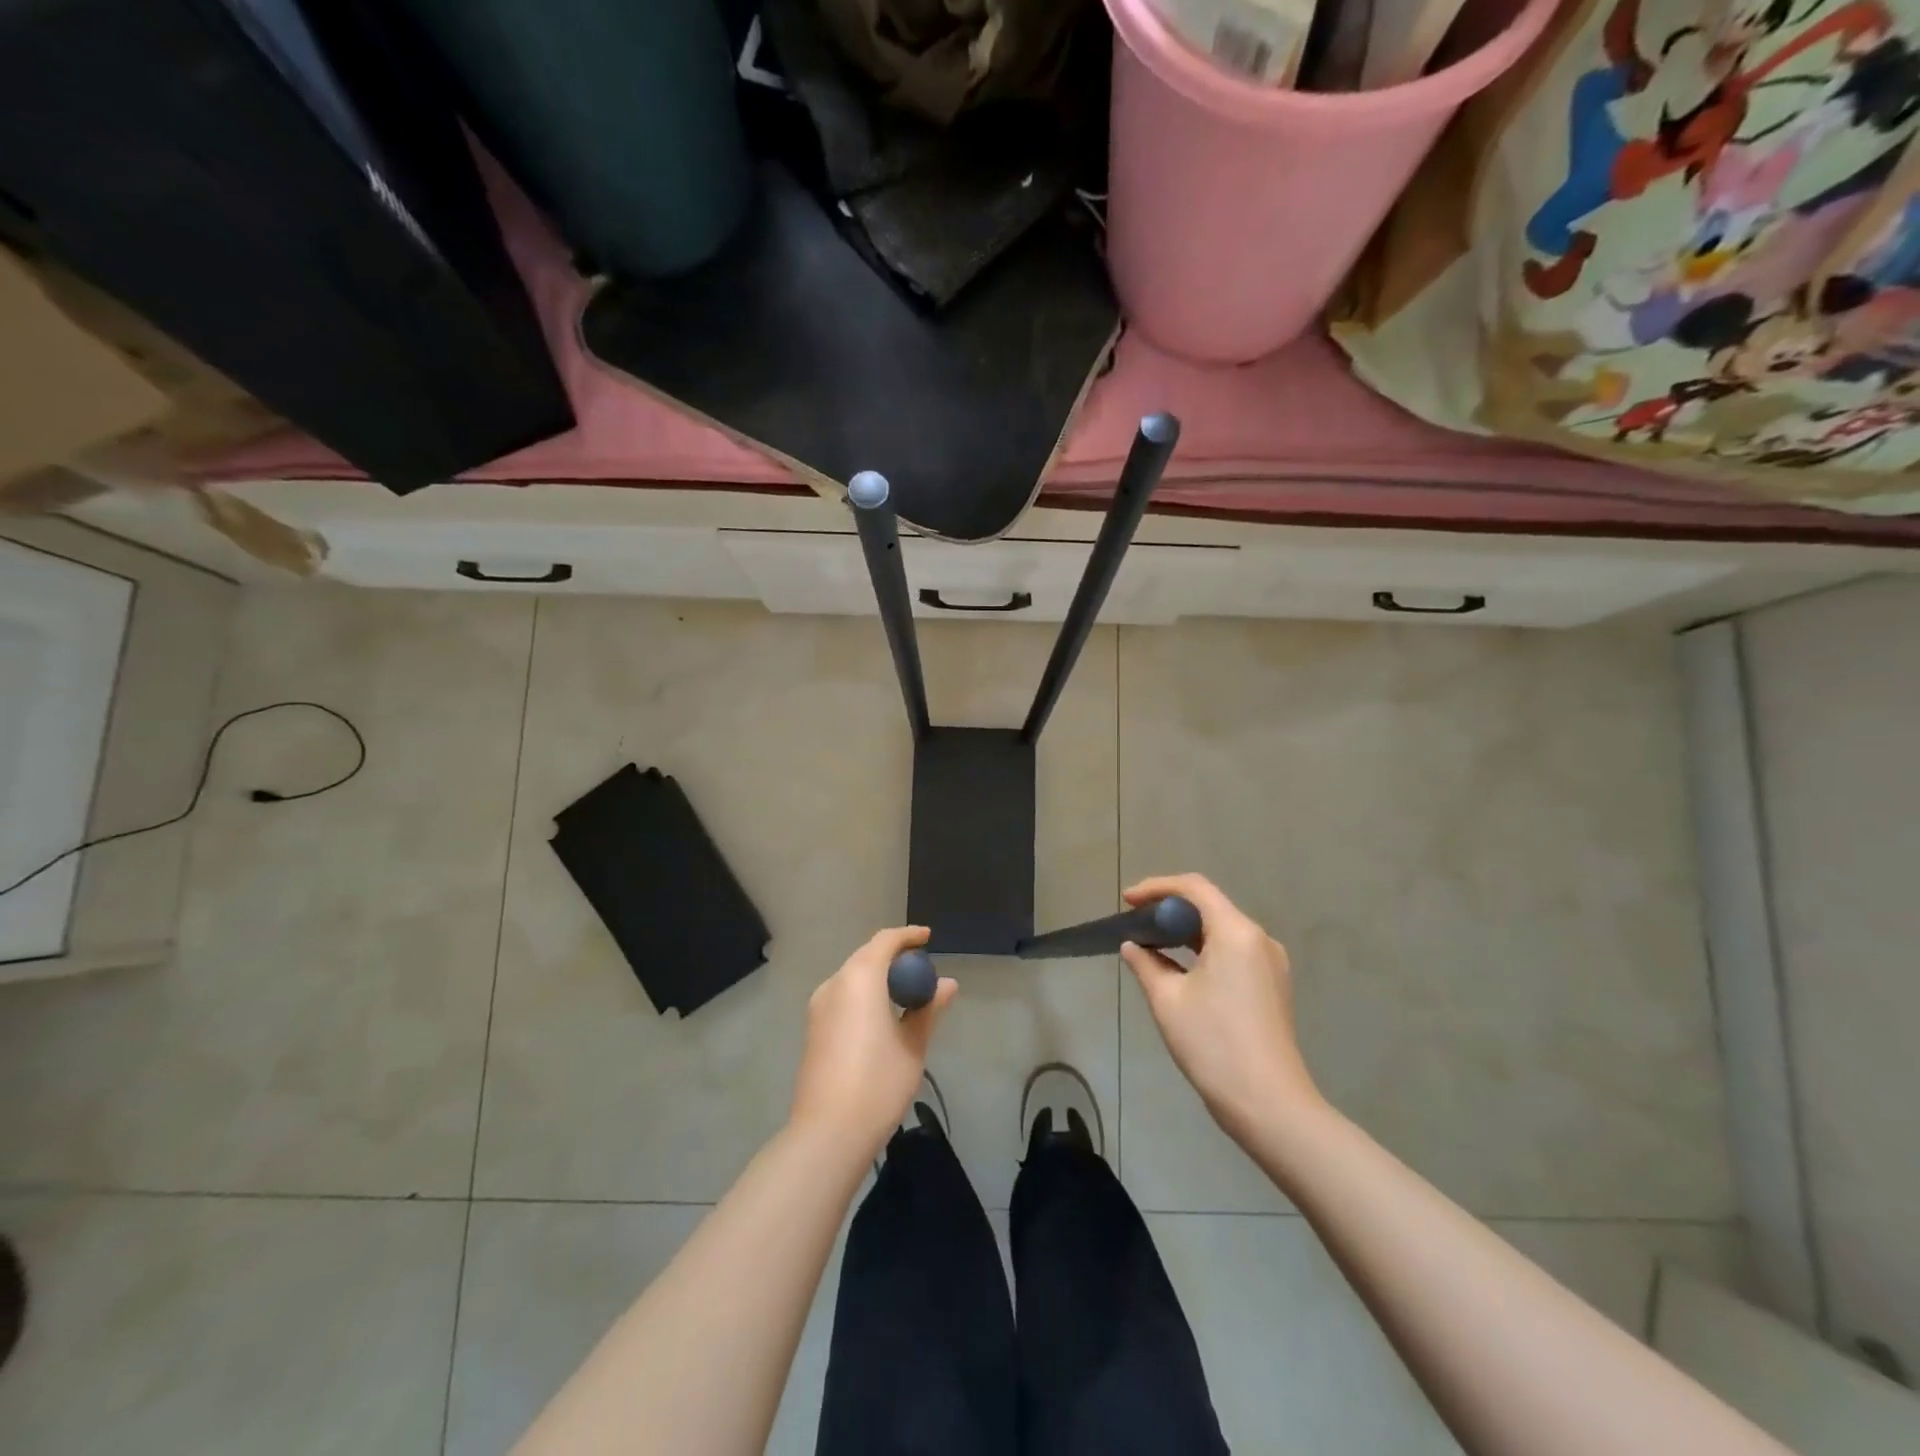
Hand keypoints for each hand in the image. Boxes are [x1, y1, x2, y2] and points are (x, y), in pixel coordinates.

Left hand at [789, 926, 956, 1159]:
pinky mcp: (813, 1028)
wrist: (828, 1133)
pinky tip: (881, 1015)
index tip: (928, 938)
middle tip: (921, 969)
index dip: (908, 936)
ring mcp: (818, 1007)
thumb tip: (948, 985)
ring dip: (877, 976)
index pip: (885, 941)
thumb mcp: (913, 1045)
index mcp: (860, 978)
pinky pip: (842, 996)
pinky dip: (864, 993)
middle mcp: (834, 984)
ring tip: (905, 993)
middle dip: (893, 956)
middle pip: (866, 956)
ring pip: (852, 976)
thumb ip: (928, 1009)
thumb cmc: (878, 1083)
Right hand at [1121, 875, 1322, 1145]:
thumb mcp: (1168, 1000)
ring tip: (1151, 943)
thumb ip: (1146, 964)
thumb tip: (1132, 947)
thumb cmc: (1213, 1044)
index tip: (1128, 901)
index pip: (1195, 888)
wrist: (1269, 1105)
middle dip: (1170, 909)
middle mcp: (1259, 939)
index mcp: (1236, 932)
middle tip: (1135, 922)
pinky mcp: (1273, 986)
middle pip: (1211, 906)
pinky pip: (1234, 952)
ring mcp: (1271, 963)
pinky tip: (1180, 968)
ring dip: (1186, 931)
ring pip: (1222, 930)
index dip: (1157, 887)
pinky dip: (1204, 950)